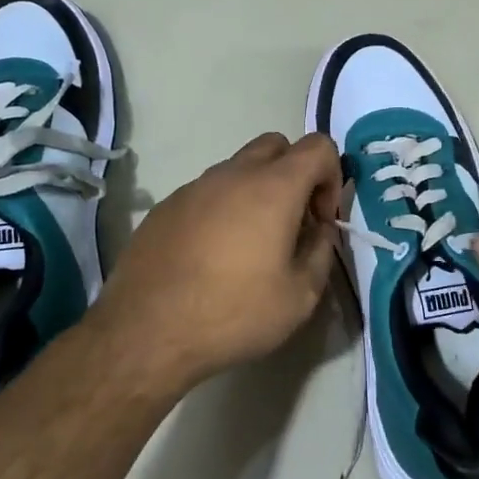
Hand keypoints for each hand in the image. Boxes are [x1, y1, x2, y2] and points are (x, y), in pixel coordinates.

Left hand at [91, 132, 340, 389]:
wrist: (146, 333)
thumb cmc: (233, 314)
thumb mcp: (300, 297)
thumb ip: (321, 251)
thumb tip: (321, 230)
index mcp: (273, 187)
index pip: (318, 146)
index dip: (332, 177)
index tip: (320, 220)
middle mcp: (233, 174)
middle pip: (276, 145)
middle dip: (295, 174)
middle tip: (292, 223)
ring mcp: (194, 187)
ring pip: (238, 168)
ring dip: (256, 192)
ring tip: (250, 245)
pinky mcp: (166, 206)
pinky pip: (206, 192)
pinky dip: (222, 209)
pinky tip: (211, 256)